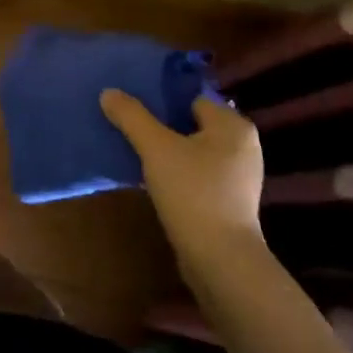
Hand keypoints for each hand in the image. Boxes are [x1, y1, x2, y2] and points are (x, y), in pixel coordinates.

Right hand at [101, 89, 268, 297]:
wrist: (220, 260)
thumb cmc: (192, 192)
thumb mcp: (155, 148)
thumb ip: (131, 116)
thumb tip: (109, 92)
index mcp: (233, 125)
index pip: (191, 98)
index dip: (161, 100)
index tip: (132, 105)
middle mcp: (243, 146)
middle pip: (191, 124)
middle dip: (161, 125)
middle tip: (128, 126)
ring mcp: (239, 176)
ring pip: (193, 151)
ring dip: (167, 151)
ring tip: (135, 151)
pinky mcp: (230, 202)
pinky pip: (197, 174)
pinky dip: (177, 173)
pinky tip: (153, 180)